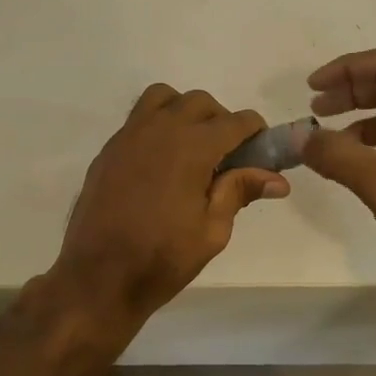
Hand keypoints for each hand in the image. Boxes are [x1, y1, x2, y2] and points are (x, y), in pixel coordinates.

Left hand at [47, 85, 288, 334]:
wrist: (98, 276)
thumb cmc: (161, 258)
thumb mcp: (212, 231)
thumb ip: (239, 192)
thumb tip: (277, 179)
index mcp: (192, 147)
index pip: (235, 122)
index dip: (255, 132)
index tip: (261, 150)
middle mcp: (160, 130)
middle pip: (200, 103)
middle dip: (220, 120)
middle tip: (227, 156)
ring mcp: (128, 136)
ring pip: (163, 99)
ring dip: (184, 112)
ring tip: (191, 148)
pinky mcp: (108, 150)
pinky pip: (138, 119)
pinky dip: (157, 126)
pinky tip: (160, 164)